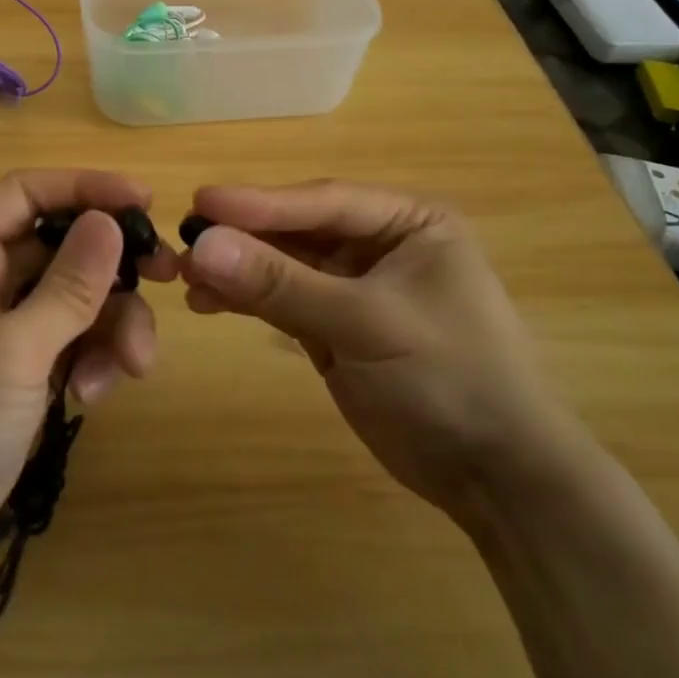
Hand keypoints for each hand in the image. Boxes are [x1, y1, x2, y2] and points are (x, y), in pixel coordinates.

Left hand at [0, 170, 177, 590]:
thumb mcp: (12, 352)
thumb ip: (69, 286)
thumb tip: (112, 221)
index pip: (29, 193)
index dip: (87, 188)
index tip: (145, 201)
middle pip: (64, 247)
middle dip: (114, 267)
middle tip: (167, 277)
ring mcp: (3, 327)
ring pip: (77, 299)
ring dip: (111, 327)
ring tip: (132, 367)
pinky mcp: (19, 370)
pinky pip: (71, 343)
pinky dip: (91, 361)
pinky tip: (89, 399)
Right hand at [180, 180, 581, 523]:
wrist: (496, 477)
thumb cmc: (450, 378)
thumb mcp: (366, 323)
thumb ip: (282, 283)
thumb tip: (201, 246)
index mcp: (409, 221)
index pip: (324, 202)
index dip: (261, 202)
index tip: (201, 200)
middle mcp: (380, 243)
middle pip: (298, 230)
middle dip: (243, 237)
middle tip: (182, 240)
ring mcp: (355, 286)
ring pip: (284, 265)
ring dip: (238, 269)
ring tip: (184, 277)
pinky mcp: (336, 326)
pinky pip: (283, 300)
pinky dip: (247, 300)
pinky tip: (207, 302)